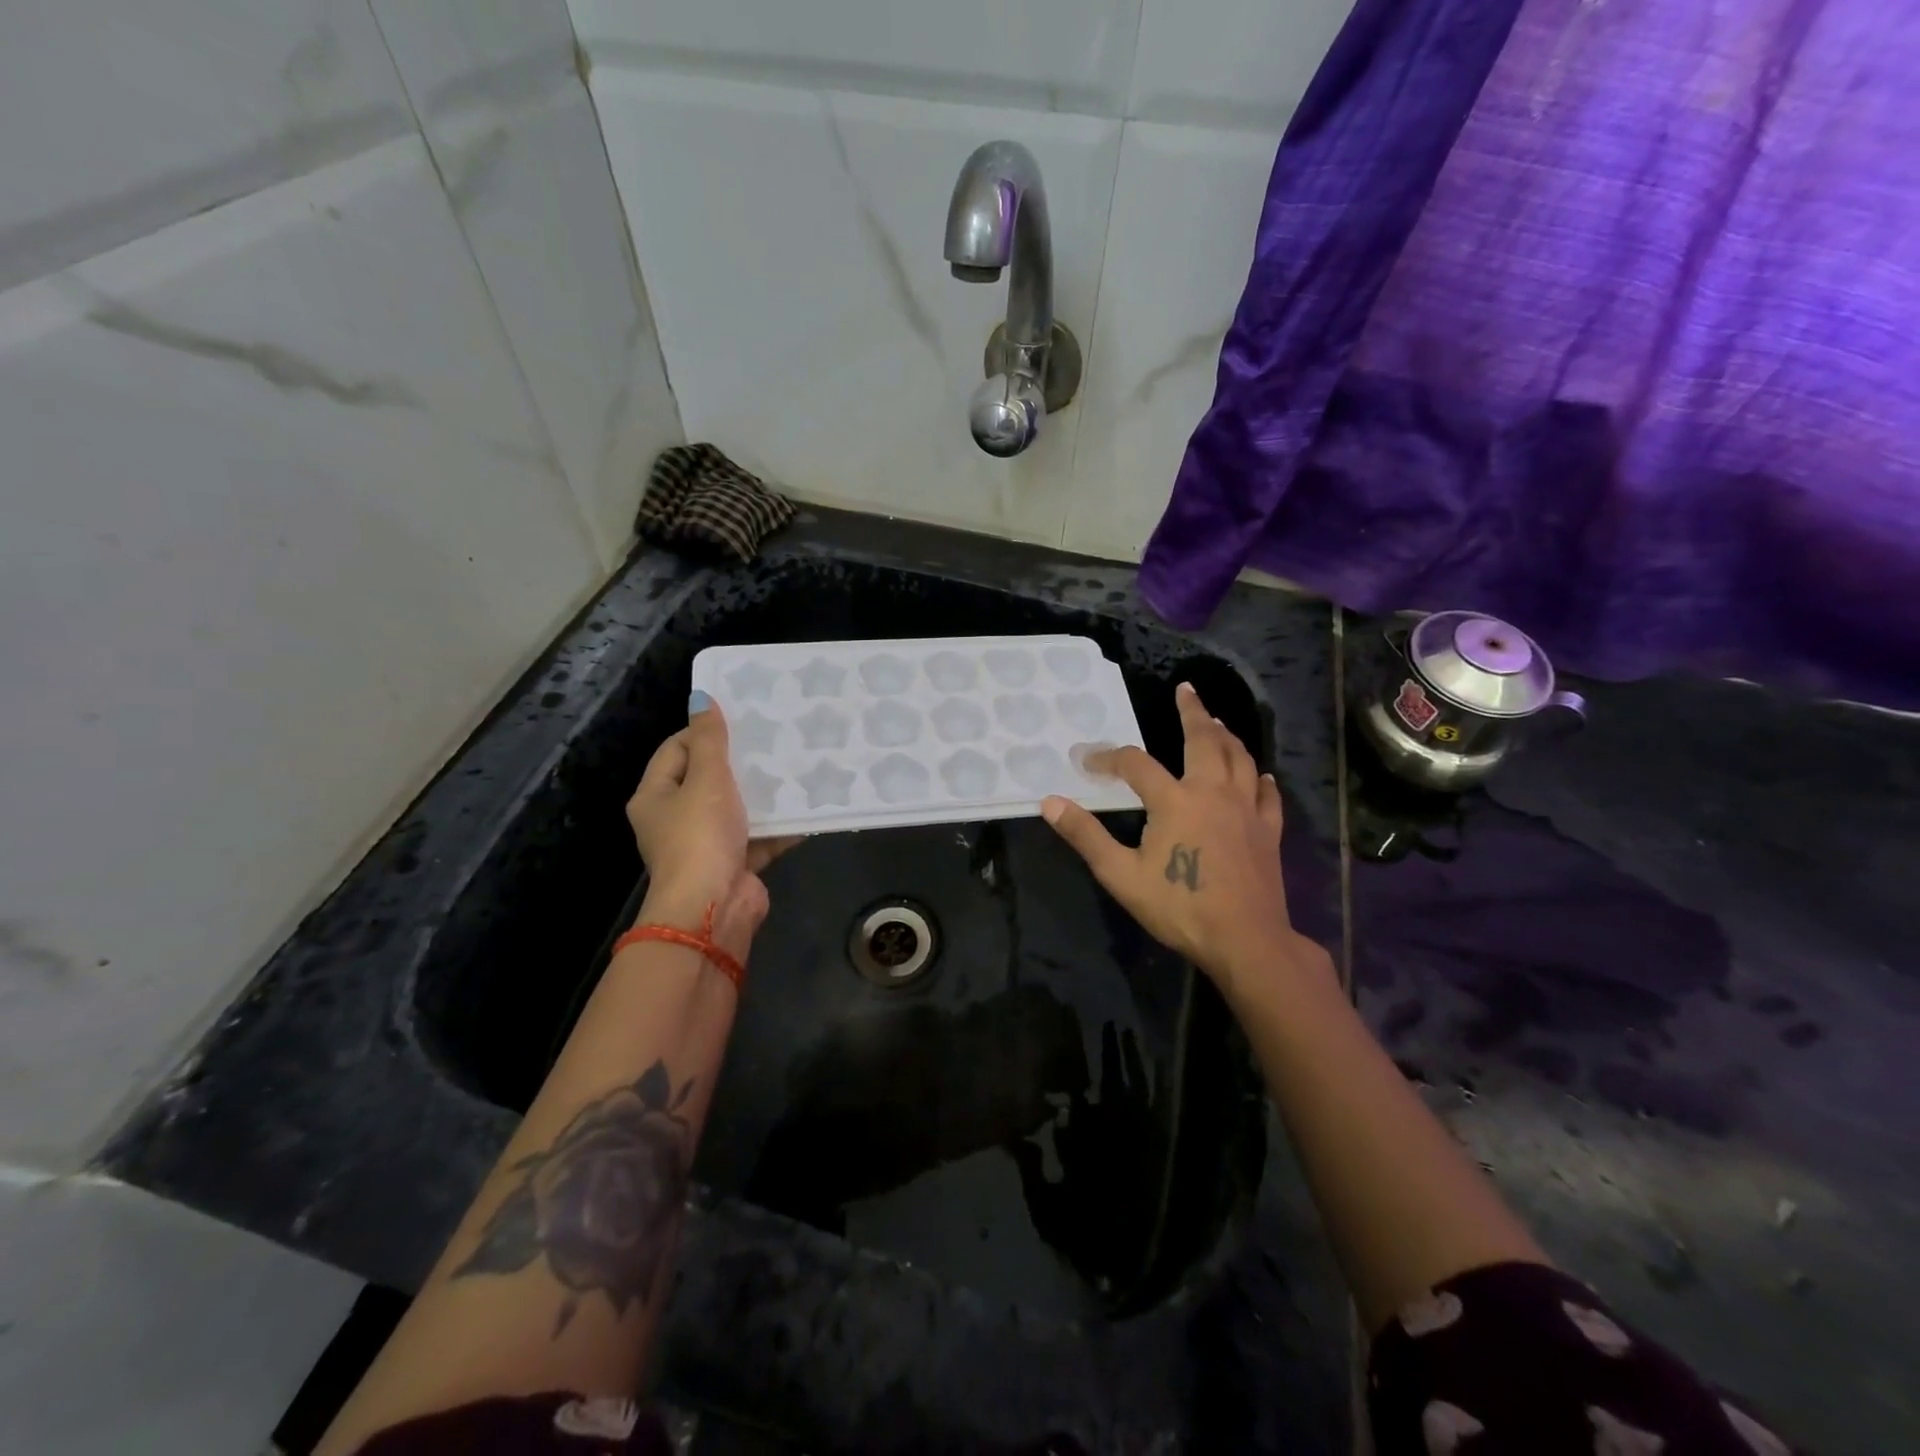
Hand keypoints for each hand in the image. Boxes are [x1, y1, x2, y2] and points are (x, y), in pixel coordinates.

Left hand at [625, 693, 796, 961]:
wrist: (714, 908)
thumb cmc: (701, 836)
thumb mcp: (707, 779)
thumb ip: (710, 740)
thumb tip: (701, 697)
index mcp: (655, 796)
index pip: (675, 750)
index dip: (703, 732)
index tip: (740, 719)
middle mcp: (676, 819)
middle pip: (708, 779)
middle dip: (740, 762)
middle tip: (772, 737)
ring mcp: (706, 844)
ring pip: (737, 808)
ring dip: (763, 793)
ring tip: (794, 765)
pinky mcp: (735, 863)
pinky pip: (759, 835)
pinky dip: (779, 825)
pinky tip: (807, 806)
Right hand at [1041, 682, 1319, 989]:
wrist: (1245, 940)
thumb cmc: (1180, 906)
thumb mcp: (1121, 874)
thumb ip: (1086, 835)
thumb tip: (1050, 803)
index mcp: (1174, 800)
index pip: (1134, 764)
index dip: (1108, 757)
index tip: (1088, 761)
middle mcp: (1212, 792)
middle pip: (1204, 740)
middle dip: (1192, 712)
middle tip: (1186, 690)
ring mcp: (1246, 810)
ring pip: (1239, 758)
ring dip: (1226, 735)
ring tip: (1217, 721)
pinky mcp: (1268, 831)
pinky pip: (1266, 794)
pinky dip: (1259, 778)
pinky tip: (1258, 775)